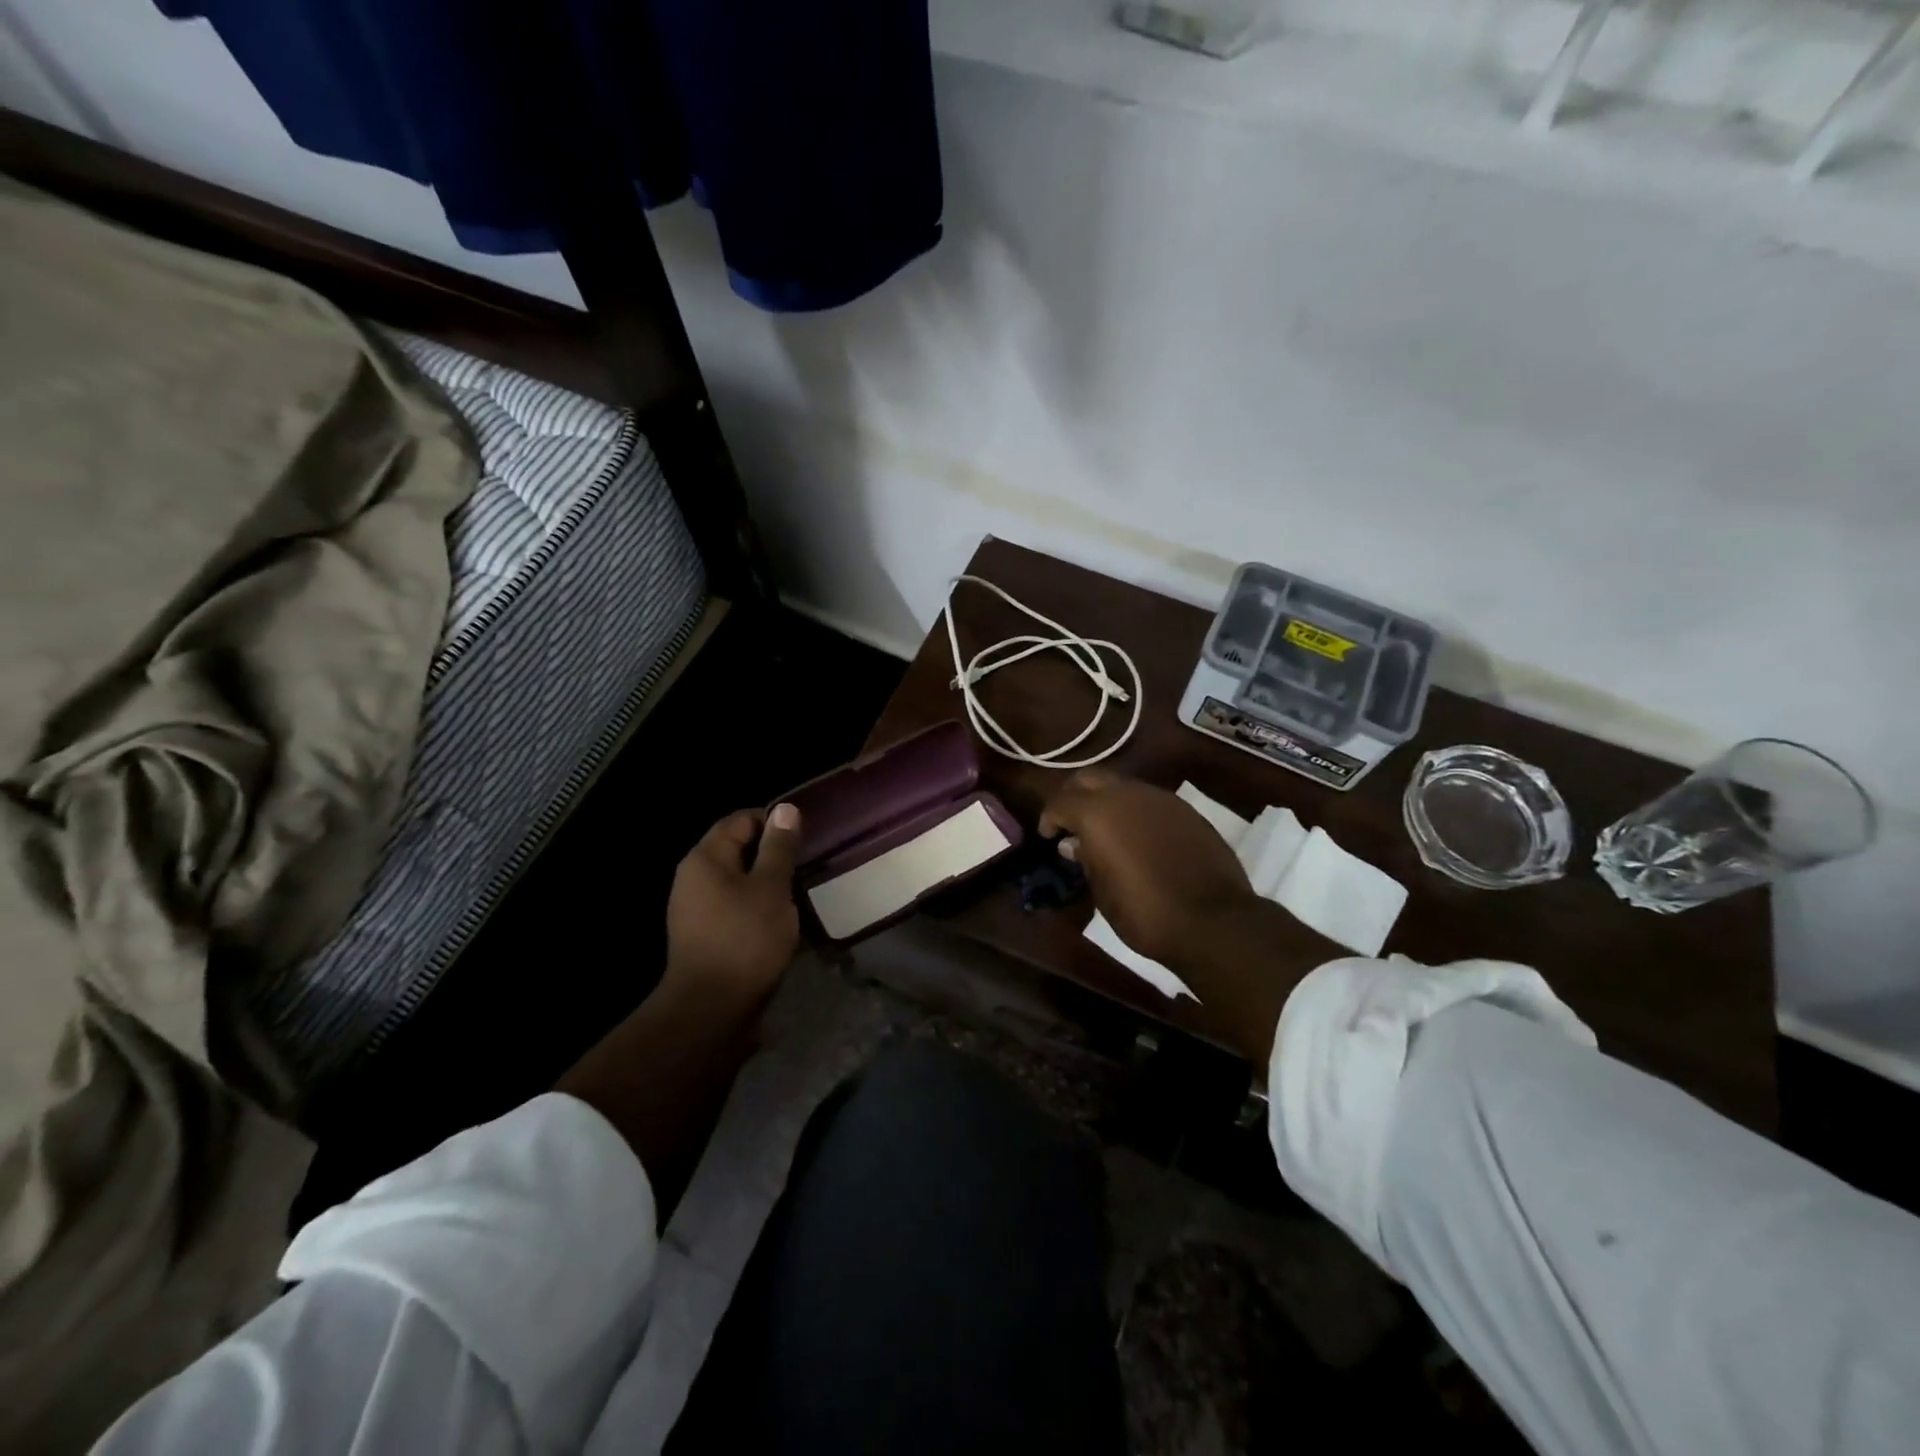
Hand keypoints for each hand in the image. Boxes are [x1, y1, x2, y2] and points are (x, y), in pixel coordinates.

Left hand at [664, 803, 802, 1007]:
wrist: (710, 1010)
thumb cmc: (745, 939)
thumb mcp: (772, 888)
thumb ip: (779, 848)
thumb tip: (785, 809)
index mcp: (705, 858)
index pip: (740, 820)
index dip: (773, 823)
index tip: (804, 838)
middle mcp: (692, 878)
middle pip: (736, 849)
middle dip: (772, 854)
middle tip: (805, 866)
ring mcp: (694, 909)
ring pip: (737, 880)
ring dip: (766, 883)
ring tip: (797, 894)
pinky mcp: (702, 936)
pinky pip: (733, 907)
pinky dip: (756, 907)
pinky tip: (778, 922)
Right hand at [1039, 770, 1257, 965]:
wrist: (1213, 921)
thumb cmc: (1144, 912)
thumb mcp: (1103, 891)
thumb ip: (1085, 859)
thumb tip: (1074, 844)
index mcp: (1098, 812)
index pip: (1061, 801)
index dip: (1050, 818)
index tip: (1048, 837)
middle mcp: (1128, 794)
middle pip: (1091, 779)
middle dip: (1076, 796)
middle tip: (1071, 824)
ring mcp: (1162, 799)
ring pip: (1124, 786)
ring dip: (1109, 802)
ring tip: (1106, 832)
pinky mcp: (1188, 812)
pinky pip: (1151, 802)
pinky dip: (1137, 813)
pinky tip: (1140, 839)